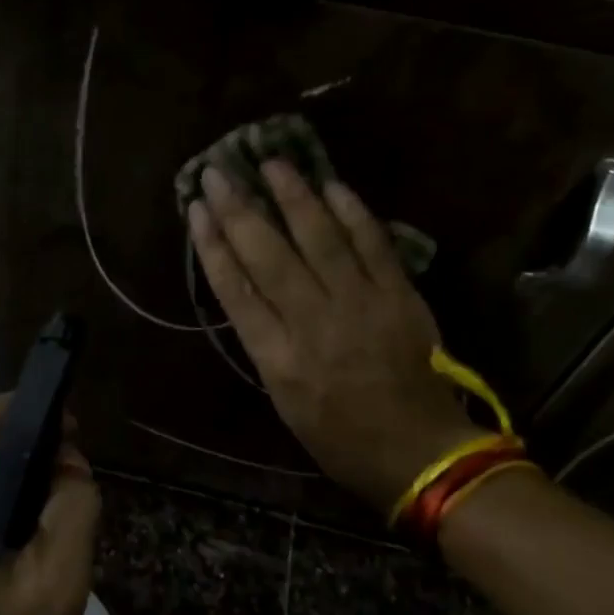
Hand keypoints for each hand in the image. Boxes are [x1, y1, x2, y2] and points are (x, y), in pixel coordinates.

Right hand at [187, 161, 477, 511]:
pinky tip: (332, 185)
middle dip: (239, 209)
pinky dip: (352, 213)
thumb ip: (265, 344)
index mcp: (277, 357)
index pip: (235, 288)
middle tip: (218, 171)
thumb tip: (249, 290)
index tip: (196, 210)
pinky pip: (373, 245)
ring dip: (292, 196)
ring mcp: (360, 305)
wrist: (418, 452)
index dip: (212, 244)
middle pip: (268, 255)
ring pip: (319, 238)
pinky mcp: (399, 296)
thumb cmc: (339, 438)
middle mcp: (313, 323)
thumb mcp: (284, 400)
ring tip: (271, 162)